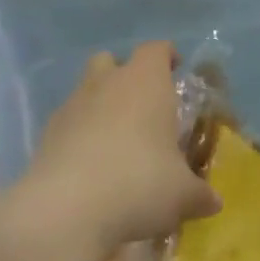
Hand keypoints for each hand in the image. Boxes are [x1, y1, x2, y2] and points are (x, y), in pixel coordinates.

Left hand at [18, 42, 221, 258]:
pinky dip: (79, 137)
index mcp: (145, 83)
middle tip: (144, 107)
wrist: (67, 210)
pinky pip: (67, 124)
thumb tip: (213, 201)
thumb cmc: (140, 185)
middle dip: (125, 77)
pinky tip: (91, 168)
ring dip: (100, 108)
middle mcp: (106, 84)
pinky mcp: (46, 136)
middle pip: (111, 62)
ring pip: (85, 91)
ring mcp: (70, 107)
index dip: (167, 56)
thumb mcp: (182, 195)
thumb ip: (200, 194)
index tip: (176, 69)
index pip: (156, 50)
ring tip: (117, 144)